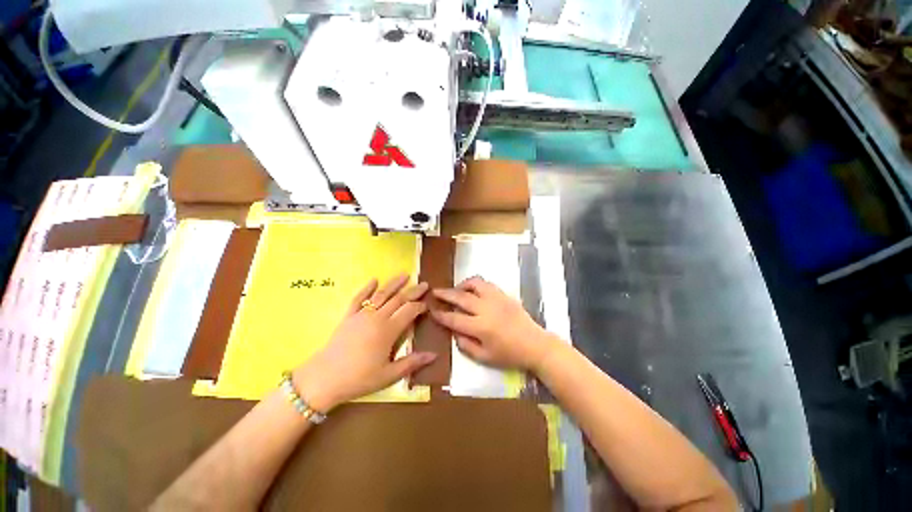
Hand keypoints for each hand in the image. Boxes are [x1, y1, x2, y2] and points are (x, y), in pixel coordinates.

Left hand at [293, 275, 436, 411]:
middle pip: (399, 299)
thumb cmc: (359, 379)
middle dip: (413, 291)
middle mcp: (377, 317)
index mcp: (388, 330)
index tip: (427, 305)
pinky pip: (359, 298)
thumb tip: (434, 355)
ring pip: (381, 294)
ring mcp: (361, 315)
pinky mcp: (348, 316)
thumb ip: (412, 363)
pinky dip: (367, 288)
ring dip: (394, 284)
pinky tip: (374, 279)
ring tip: (405, 274)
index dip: (420, 306)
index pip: (409, 311)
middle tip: (424, 284)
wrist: (323, 379)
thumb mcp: (389, 375)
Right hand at [431, 276, 555, 371]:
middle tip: (435, 291)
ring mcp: (496, 299)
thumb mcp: (485, 357)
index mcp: (480, 327)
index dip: (441, 315)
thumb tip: (454, 332)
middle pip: (461, 297)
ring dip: (462, 285)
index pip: (454, 319)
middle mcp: (486, 309)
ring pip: (474, 284)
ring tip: (456, 290)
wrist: (535, 344)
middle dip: (445, 294)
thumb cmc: (509, 354)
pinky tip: (473, 291)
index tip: (432, 310)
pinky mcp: (504, 294)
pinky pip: (486, 284)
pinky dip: (476, 284)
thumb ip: (466, 345)